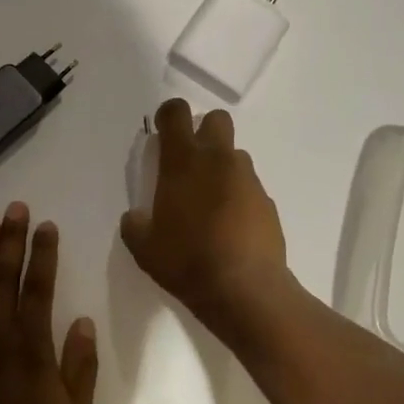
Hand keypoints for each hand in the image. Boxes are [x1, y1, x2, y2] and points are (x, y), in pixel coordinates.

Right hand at [120, 99, 291, 336]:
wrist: (245, 289)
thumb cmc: (186, 261)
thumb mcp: (144, 248)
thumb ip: (135, 224)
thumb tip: (137, 217)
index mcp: (183, 162)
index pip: (176, 113)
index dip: (168, 115)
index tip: (162, 131)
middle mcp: (218, 160)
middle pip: (216, 119)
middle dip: (203, 131)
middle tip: (190, 162)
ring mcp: (247, 179)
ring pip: (235, 155)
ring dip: (221, 167)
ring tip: (210, 202)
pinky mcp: (267, 201)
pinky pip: (248, 187)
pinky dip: (238, 196)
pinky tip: (230, 226)